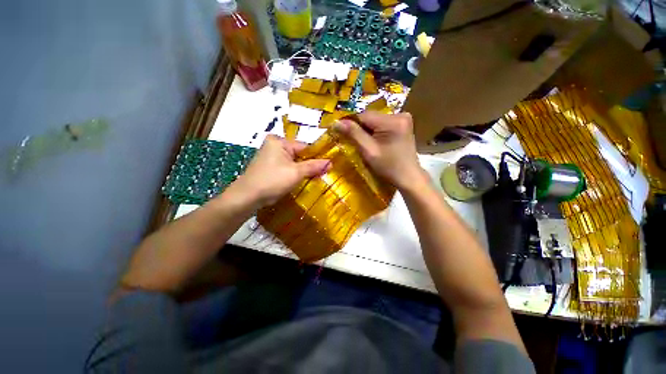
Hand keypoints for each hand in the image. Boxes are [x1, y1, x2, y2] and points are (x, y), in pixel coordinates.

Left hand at [227, 135, 330, 206]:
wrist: (247, 197)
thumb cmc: (272, 181)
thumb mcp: (296, 173)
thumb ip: (314, 166)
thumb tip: (331, 162)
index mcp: (279, 141)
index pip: (305, 146)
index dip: (317, 156)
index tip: (329, 166)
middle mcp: (274, 145)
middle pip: (299, 154)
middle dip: (310, 164)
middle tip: (324, 173)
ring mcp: (271, 156)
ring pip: (294, 162)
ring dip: (304, 170)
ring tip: (315, 178)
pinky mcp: (269, 167)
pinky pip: (287, 167)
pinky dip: (295, 174)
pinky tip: (302, 180)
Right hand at [334, 112, 426, 190]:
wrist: (408, 177)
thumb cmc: (388, 167)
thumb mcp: (369, 151)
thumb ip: (353, 134)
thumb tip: (336, 122)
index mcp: (392, 121)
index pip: (364, 115)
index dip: (350, 123)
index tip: (340, 131)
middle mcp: (400, 114)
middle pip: (370, 117)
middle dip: (359, 127)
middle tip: (352, 140)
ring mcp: (403, 119)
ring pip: (375, 120)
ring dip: (367, 129)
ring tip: (363, 142)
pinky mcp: (403, 124)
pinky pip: (383, 124)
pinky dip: (375, 131)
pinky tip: (374, 141)